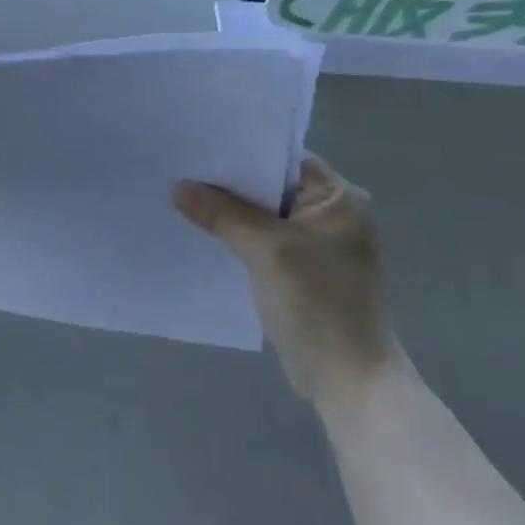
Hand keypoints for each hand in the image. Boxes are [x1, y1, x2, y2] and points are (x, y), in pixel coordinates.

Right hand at [175, 155, 393, 408]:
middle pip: (271, 188)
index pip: (283, 160)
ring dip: (229, 214)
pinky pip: (264, 243)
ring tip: (182, 200)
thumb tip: (179, 187)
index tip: (198, 148)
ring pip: (264, 217)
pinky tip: (202, 236)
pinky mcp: (303, 272)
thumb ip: (222, 213)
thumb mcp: (264, 249)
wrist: (345, 376)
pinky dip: (238, 239)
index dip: (241, 153)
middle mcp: (332, 216)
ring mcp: (318, 246)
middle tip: (181, 171)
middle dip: (228, 184)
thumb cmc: (316, 301)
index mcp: (339, 200)